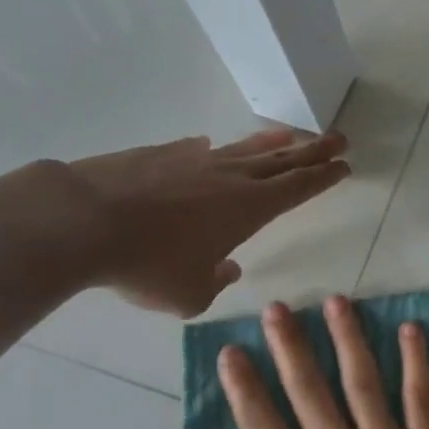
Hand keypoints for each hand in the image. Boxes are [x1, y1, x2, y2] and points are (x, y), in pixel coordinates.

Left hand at [60, 129, 348, 316]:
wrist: (85, 220)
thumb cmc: (147, 264)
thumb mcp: (188, 294)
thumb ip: (215, 282)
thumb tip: (228, 268)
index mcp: (249, 208)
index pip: (299, 187)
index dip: (324, 176)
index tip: (344, 164)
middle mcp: (231, 177)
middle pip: (283, 159)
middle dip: (314, 150)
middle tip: (339, 139)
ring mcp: (196, 160)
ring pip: (245, 148)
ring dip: (272, 142)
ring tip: (290, 134)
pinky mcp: (162, 154)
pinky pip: (199, 150)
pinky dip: (214, 150)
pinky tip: (210, 147)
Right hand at [202, 297, 428, 428]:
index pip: (261, 424)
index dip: (242, 386)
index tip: (231, 351)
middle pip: (308, 387)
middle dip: (289, 345)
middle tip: (277, 308)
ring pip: (362, 378)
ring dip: (347, 337)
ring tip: (337, 301)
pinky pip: (420, 396)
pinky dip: (415, 360)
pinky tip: (411, 329)